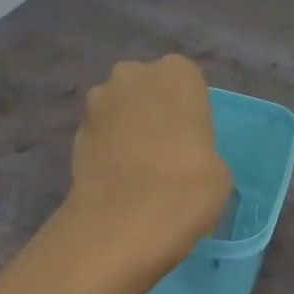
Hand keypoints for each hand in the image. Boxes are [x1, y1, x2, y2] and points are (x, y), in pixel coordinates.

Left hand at [63, 56, 234, 277]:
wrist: (126, 220)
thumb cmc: (189, 185)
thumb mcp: (219, 169)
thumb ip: (201, 149)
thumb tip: (188, 161)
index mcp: (177, 72)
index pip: (186, 81)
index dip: (188, 110)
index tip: (192, 138)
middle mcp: (134, 74)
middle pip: (146, 88)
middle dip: (152, 110)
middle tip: (165, 149)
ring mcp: (98, 101)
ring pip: (119, 108)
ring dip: (126, 128)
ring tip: (138, 168)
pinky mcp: (74, 132)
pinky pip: (100, 134)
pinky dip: (107, 150)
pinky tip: (117, 180)